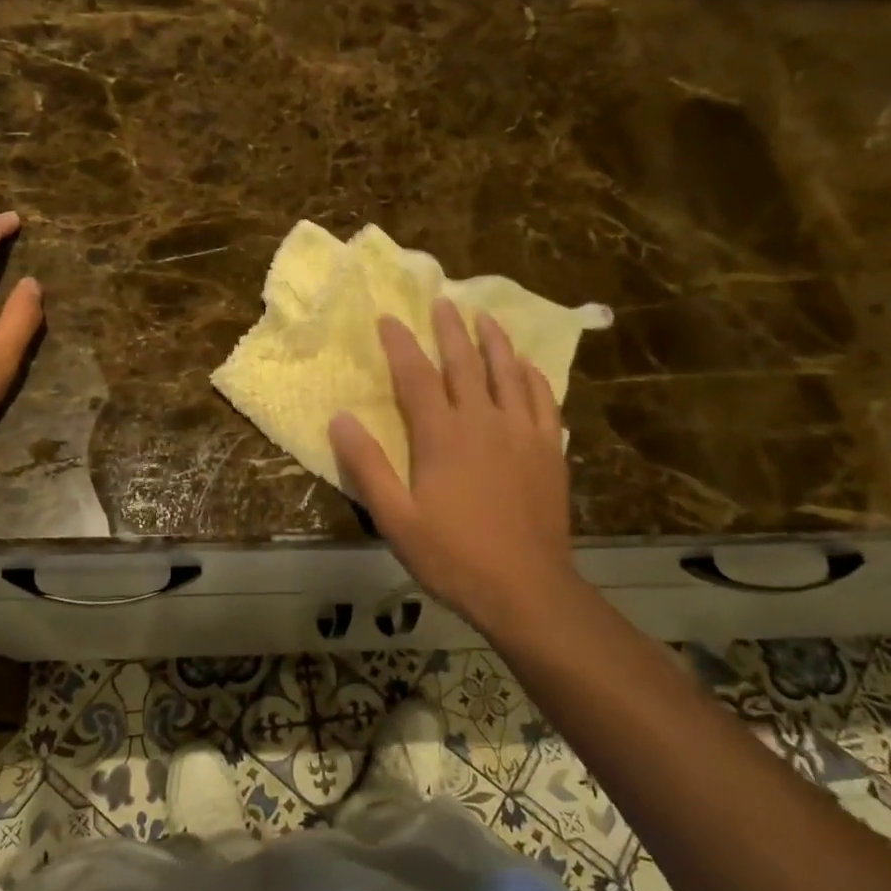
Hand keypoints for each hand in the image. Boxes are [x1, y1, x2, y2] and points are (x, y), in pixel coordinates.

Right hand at [328, 299, 589, 640]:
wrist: (527, 590)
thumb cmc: (453, 556)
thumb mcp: (396, 519)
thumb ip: (367, 466)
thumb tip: (340, 418)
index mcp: (442, 436)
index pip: (416, 376)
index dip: (400, 344)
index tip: (388, 318)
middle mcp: (483, 422)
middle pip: (465, 363)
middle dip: (449, 329)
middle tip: (442, 300)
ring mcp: (522, 433)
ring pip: (508, 372)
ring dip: (494, 340)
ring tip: (484, 316)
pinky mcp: (550, 450)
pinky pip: (543, 400)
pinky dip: (533, 376)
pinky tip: (527, 366)